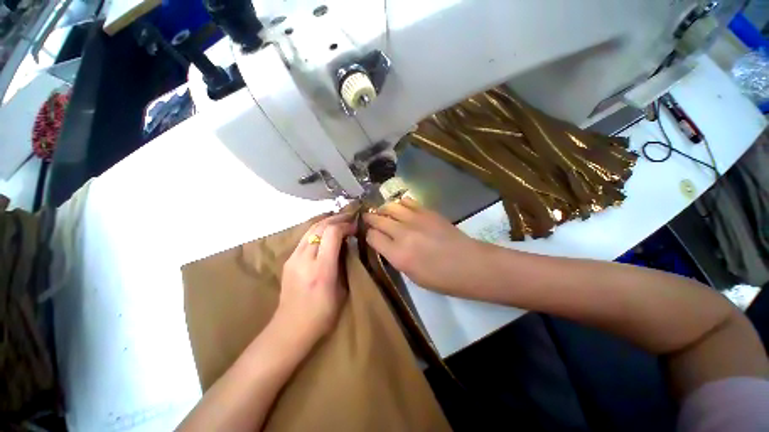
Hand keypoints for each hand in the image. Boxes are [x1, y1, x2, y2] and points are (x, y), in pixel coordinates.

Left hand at [273, 213, 355, 346]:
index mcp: (322, 269)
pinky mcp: (288, 260)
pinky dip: (318, 231)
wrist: (290, 328)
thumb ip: (344, 266)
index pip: (332, 234)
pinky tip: (326, 232)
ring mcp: (293, 258)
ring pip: (310, 230)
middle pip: (320, 227)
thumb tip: (347, 246)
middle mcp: (305, 259)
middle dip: (336, 219)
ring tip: (339, 220)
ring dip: (326, 222)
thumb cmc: (322, 315)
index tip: (355, 227)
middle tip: (349, 218)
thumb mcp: (342, 291)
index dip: (345, 225)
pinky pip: (304, 238)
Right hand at [363, 197, 487, 293]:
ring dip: (383, 209)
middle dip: (370, 218)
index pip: (372, 237)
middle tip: (368, 218)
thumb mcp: (412, 276)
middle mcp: (403, 234)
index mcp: (398, 255)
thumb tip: (386, 244)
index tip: (371, 236)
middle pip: (378, 219)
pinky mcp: (427, 211)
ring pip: (390, 206)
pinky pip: (407, 201)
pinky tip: (400, 208)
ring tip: (383, 212)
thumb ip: (395, 257)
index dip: (369, 235)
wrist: (469, 264)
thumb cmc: (441, 278)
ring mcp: (416, 219)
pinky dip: (400, 204)